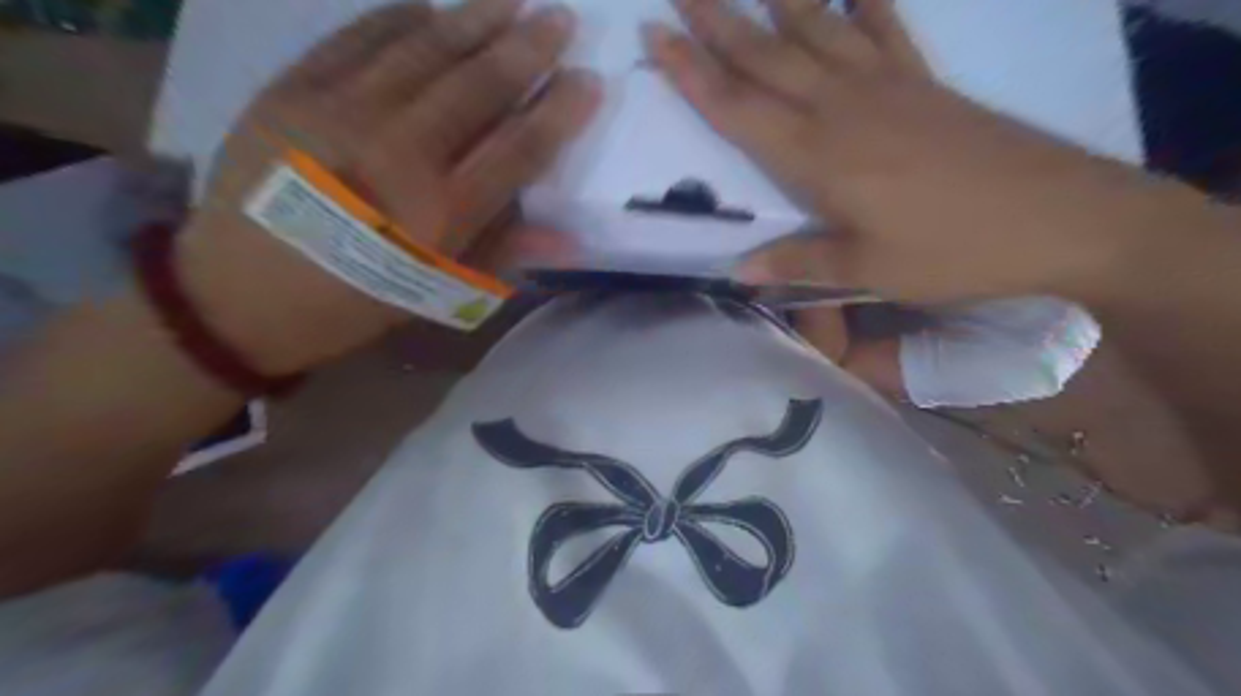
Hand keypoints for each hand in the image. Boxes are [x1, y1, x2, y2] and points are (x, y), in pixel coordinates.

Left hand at [174, 0, 601, 373]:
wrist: (239, 292)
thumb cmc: (355, 299)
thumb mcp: (435, 291)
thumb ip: (503, 252)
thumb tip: (570, 236)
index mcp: (441, 214)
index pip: (519, 148)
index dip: (560, 112)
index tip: (590, 81)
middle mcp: (401, 154)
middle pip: (479, 87)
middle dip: (529, 49)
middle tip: (561, 18)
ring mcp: (342, 112)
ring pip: (425, 50)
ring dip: (475, 20)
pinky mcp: (293, 89)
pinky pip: (359, 38)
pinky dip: (400, 18)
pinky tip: (430, 7)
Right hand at [645, 1, 1173, 302]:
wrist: (1060, 215)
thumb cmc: (954, 250)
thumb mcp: (868, 269)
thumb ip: (800, 262)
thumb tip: (739, 272)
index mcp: (820, 157)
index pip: (739, 109)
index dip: (693, 75)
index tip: (656, 39)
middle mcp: (843, 108)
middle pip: (767, 57)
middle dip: (718, 23)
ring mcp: (887, 86)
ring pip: (817, 31)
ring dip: (777, 0)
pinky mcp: (924, 82)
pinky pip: (885, 29)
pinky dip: (864, 2)